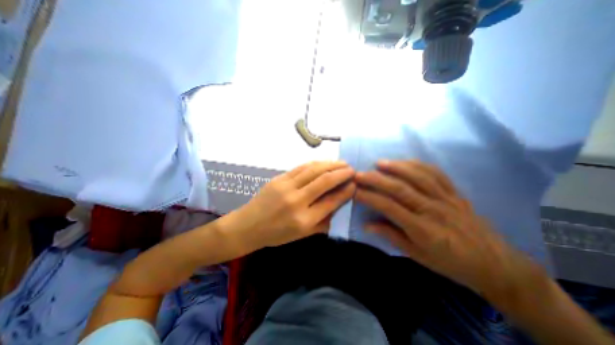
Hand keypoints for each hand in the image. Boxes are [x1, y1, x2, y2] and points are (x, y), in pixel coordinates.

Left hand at [235, 161, 355, 248]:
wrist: (248, 225)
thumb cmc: (276, 235)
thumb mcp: (302, 236)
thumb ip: (323, 222)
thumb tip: (340, 207)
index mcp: (303, 220)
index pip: (331, 201)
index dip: (345, 191)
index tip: (355, 184)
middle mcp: (296, 201)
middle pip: (324, 181)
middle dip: (341, 173)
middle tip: (352, 169)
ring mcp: (286, 186)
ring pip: (313, 170)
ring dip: (330, 164)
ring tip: (342, 163)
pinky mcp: (279, 178)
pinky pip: (301, 167)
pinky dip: (315, 163)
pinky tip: (324, 162)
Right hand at [356, 161, 539, 299]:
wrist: (495, 264)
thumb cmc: (450, 263)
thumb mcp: (417, 255)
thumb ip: (391, 236)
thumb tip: (367, 225)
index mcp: (423, 229)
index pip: (389, 207)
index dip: (369, 197)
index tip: (355, 191)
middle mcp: (433, 210)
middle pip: (400, 188)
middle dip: (376, 179)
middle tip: (359, 174)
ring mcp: (446, 199)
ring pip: (418, 177)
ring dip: (396, 167)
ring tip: (379, 163)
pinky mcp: (455, 193)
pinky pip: (436, 174)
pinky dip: (418, 165)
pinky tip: (405, 162)